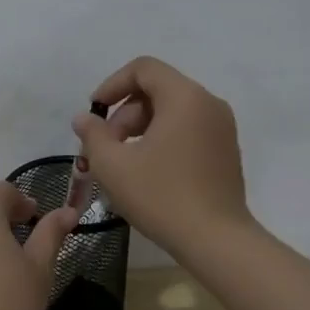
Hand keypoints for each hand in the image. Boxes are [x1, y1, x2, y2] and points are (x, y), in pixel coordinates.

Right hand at [72, 56, 251, 257]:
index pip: (144, 69)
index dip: (112, 84)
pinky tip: (147, 171)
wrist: (216, 241)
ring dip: (141, 127)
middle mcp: (208, 103)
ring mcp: (222, 128)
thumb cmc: (162, 196)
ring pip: (172, 111)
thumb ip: (93, 135)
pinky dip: (162, 138)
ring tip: (122, 161)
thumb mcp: (114, 166)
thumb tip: (84, 119)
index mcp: (184, 97)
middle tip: (107, 146)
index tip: (95, 112)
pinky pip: (187, 129)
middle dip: (125, 112)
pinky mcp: (225, 151)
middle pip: (157, 89)